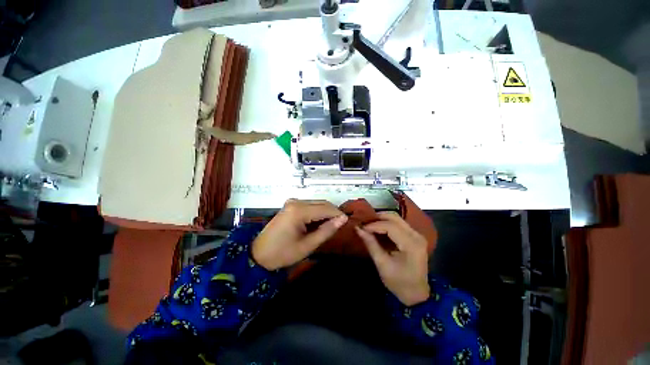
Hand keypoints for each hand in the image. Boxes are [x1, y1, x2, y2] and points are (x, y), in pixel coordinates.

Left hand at [252, 199, 347, 270]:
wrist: (260, 255)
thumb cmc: (283, 253)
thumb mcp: (308, 245)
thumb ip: (326, 231)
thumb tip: (343, 219)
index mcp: (299, 210)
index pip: (327, 208)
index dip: (339, 215)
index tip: (349, 225)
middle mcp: (296, 202)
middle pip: (322, 203)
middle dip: (333, 214)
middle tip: (341, 228)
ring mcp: (291, 203)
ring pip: (316, 204)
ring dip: (325, 214)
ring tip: (330, 229)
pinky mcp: (289, 208)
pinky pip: (308, 207)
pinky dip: (316, 215)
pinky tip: (318, 226)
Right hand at [356, 212, 429, 305]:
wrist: (416, 293)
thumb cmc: (398, 282)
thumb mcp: (382, 265)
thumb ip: (372, 245)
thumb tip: (359, 229)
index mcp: (411, 243)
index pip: (391, 226)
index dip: (374, 225)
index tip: (360, 227)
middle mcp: (417, 235)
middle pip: (396, 218)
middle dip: (378, 218)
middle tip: (363, 223)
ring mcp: (418, 236)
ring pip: (399, 221)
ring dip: (384, 221)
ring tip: (369, 227)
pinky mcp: (417, 239)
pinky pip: (402, 227)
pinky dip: (389, 226)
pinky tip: (379, 231)